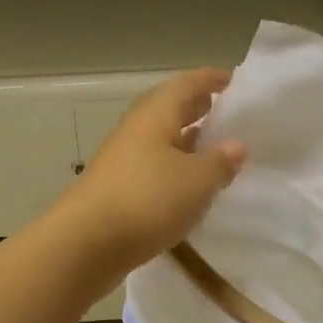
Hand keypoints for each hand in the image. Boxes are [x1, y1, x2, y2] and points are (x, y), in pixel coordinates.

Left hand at [58, 68, 245, 282]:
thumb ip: (220, 161)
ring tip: (214, 151)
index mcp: (155, 114)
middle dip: (197, 109)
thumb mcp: (197, 180)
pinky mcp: (117, 190)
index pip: (186, 84)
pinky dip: (173, 169)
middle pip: (169, 110)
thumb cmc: (147, 199)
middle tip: (226, 114)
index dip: (210, 79)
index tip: (234, 82)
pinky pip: (152, 168)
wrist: (86, 243)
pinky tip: (188, 187)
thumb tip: (235, 145)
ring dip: (186, 142)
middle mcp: (136, 130)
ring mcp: (122, 160)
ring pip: (160, 141)